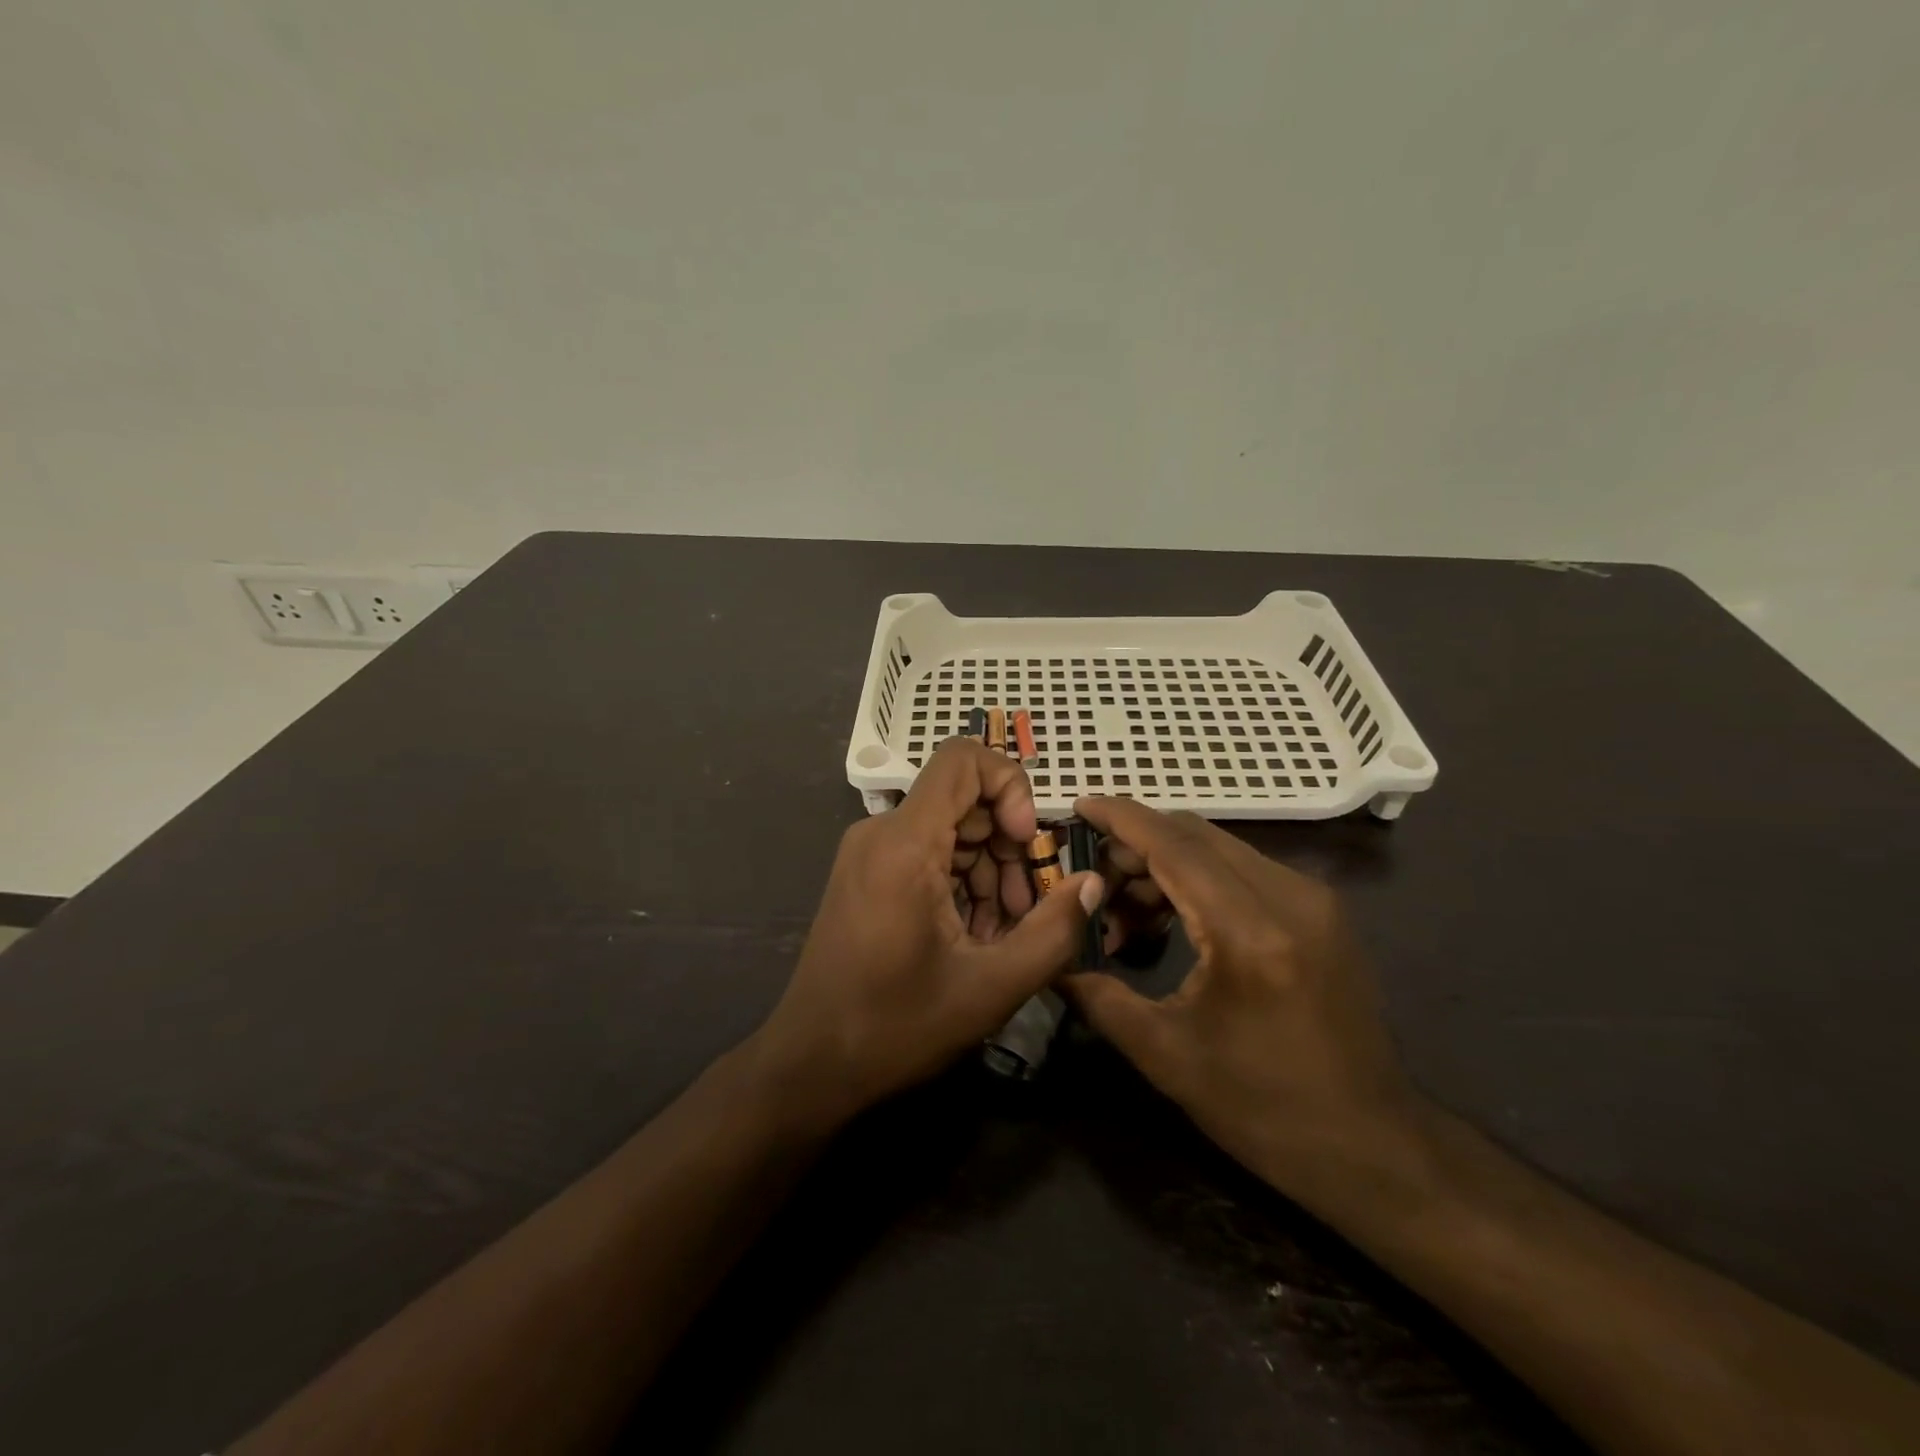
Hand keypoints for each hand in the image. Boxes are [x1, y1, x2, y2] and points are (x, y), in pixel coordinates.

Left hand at [753, 740, 1100, 1124]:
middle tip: (1030, 907)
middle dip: (1010, 845)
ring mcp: (870, 853)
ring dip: (990, 870)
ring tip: (1006, 932)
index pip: (962, 759)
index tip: (1030, 841)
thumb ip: (1054, 930)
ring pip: (950, 829)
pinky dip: (962, 882)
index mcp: (904, 843)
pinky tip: (977, 934)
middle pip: (964, 800)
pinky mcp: (867, 875)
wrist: (811, 1065)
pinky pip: (928, 854)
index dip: (1010, 785)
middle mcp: (881, 833)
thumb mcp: (992, 986)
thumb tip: (1092, 883)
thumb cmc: (897, 1027)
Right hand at [1062, 797, 1424, 1201]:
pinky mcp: (1321, 912)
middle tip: (1091, 878)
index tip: (1079, 804)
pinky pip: (1245, 871)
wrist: (1373, 1147)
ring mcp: (1313, 900)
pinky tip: (1172, 918)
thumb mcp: (1166, 1056)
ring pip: (1220, 849)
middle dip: (1136, 845)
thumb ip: (1099, 996)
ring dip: (1166, 863)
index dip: (1121, 819)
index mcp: (1250, 932)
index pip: (1174, 845)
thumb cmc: (1265, 1108)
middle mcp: (1290, 897)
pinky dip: (1199, 879)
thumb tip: (1051, 961)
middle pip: (1196, 836)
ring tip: (1125, 911)